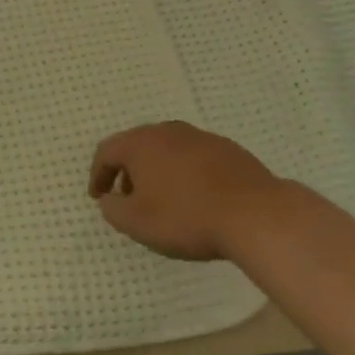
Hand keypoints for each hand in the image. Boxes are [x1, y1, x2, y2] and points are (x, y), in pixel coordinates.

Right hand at [88, 122, 282, 260]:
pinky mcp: (227, 149)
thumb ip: (113, 210)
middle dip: (127, 171)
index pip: (107, 152)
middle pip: (136, 146)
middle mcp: (166, 131)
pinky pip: (194, 158)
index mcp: (140, 143)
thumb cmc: (187, 217)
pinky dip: (186, 173)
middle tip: (128, 197)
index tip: (98, 196)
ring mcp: (199, 137)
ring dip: (158, 171)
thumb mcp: (138, 223)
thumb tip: (109, 199)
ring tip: (163, 199)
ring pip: (167, 150)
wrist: (256, 214)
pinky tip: (196, 197)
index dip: (98, 175)